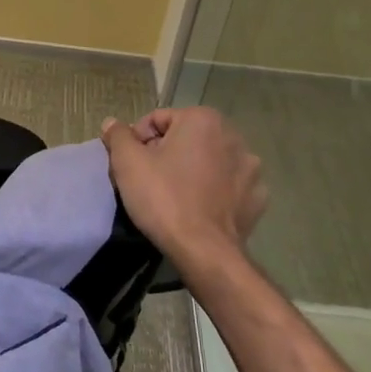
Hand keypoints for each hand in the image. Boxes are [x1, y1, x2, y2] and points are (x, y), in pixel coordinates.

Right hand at [100, 107, 266, 271]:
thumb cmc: (163, 198)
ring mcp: (251, 168)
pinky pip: (228, 185)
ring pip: (209, 161)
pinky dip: (214, 191)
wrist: (204, 252)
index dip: (138, 141)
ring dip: (192, 170)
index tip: (131, 166)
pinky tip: (200, 208)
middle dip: (166, 154)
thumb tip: (112, 123)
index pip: (158, 120)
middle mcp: (233, 136)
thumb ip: (118, 135)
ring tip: (175, 196)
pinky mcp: (258, 197)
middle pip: (185, 138)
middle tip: (149, 180)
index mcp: (204, 119)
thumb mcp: (127, 163)